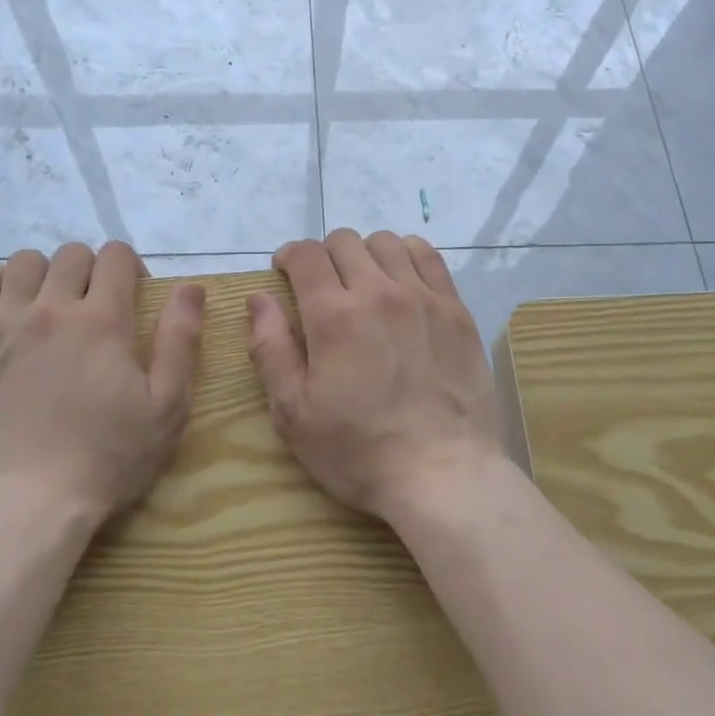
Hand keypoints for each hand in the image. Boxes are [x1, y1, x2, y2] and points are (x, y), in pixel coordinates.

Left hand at [0, 242, 205, 525]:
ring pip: (22, 263)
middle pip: (71, 254)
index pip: (116, 256)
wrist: (22, 506)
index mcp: (103, 320)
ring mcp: (1, 326)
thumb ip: (180, 340)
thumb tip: (191, 286)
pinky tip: (6, 308)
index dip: (130, 266)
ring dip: (43, 273)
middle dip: (90, 269)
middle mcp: (51, 309)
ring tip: (48, 306)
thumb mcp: (166, 407)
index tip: (133, 294)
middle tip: (94, 306)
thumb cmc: (106, 460)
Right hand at [246, 230, 503, 522]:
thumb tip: (258, 299)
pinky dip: (407, 256)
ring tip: (363, 283)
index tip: (284, 273)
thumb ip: (270, 349)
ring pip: (387, 242)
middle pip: (344, 242)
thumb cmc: (358, 451)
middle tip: (321, 288)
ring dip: (365, 254)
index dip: (288, 256)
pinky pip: (428, 257)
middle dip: (323, 256)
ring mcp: (423, 297)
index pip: (305, 254)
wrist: (442, 473)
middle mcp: (378, 292)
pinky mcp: (456, 310)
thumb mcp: (293, 413)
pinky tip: (402, 281)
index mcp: (333, 316)